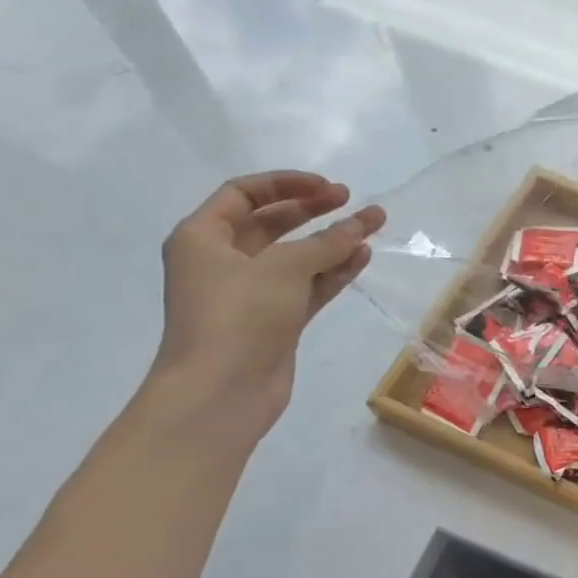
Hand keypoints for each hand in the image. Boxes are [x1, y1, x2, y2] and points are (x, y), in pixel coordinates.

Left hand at [149, 171, 385, 433]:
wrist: (220, 393)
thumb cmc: (239, 316)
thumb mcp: (284, 268)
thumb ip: (328, 241)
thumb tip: (362, 223)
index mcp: (204, 238)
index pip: (244, 193)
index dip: (286, 183)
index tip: (328, 188)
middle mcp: (223, 261)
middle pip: (272, 222)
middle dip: (313, 209)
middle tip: (352, 201)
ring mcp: (250, 293)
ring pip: (296, 256)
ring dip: (332, 241)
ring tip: (373, 226)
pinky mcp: (274, 320)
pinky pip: (308, 285)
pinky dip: (333, 271)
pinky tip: (362, 258)